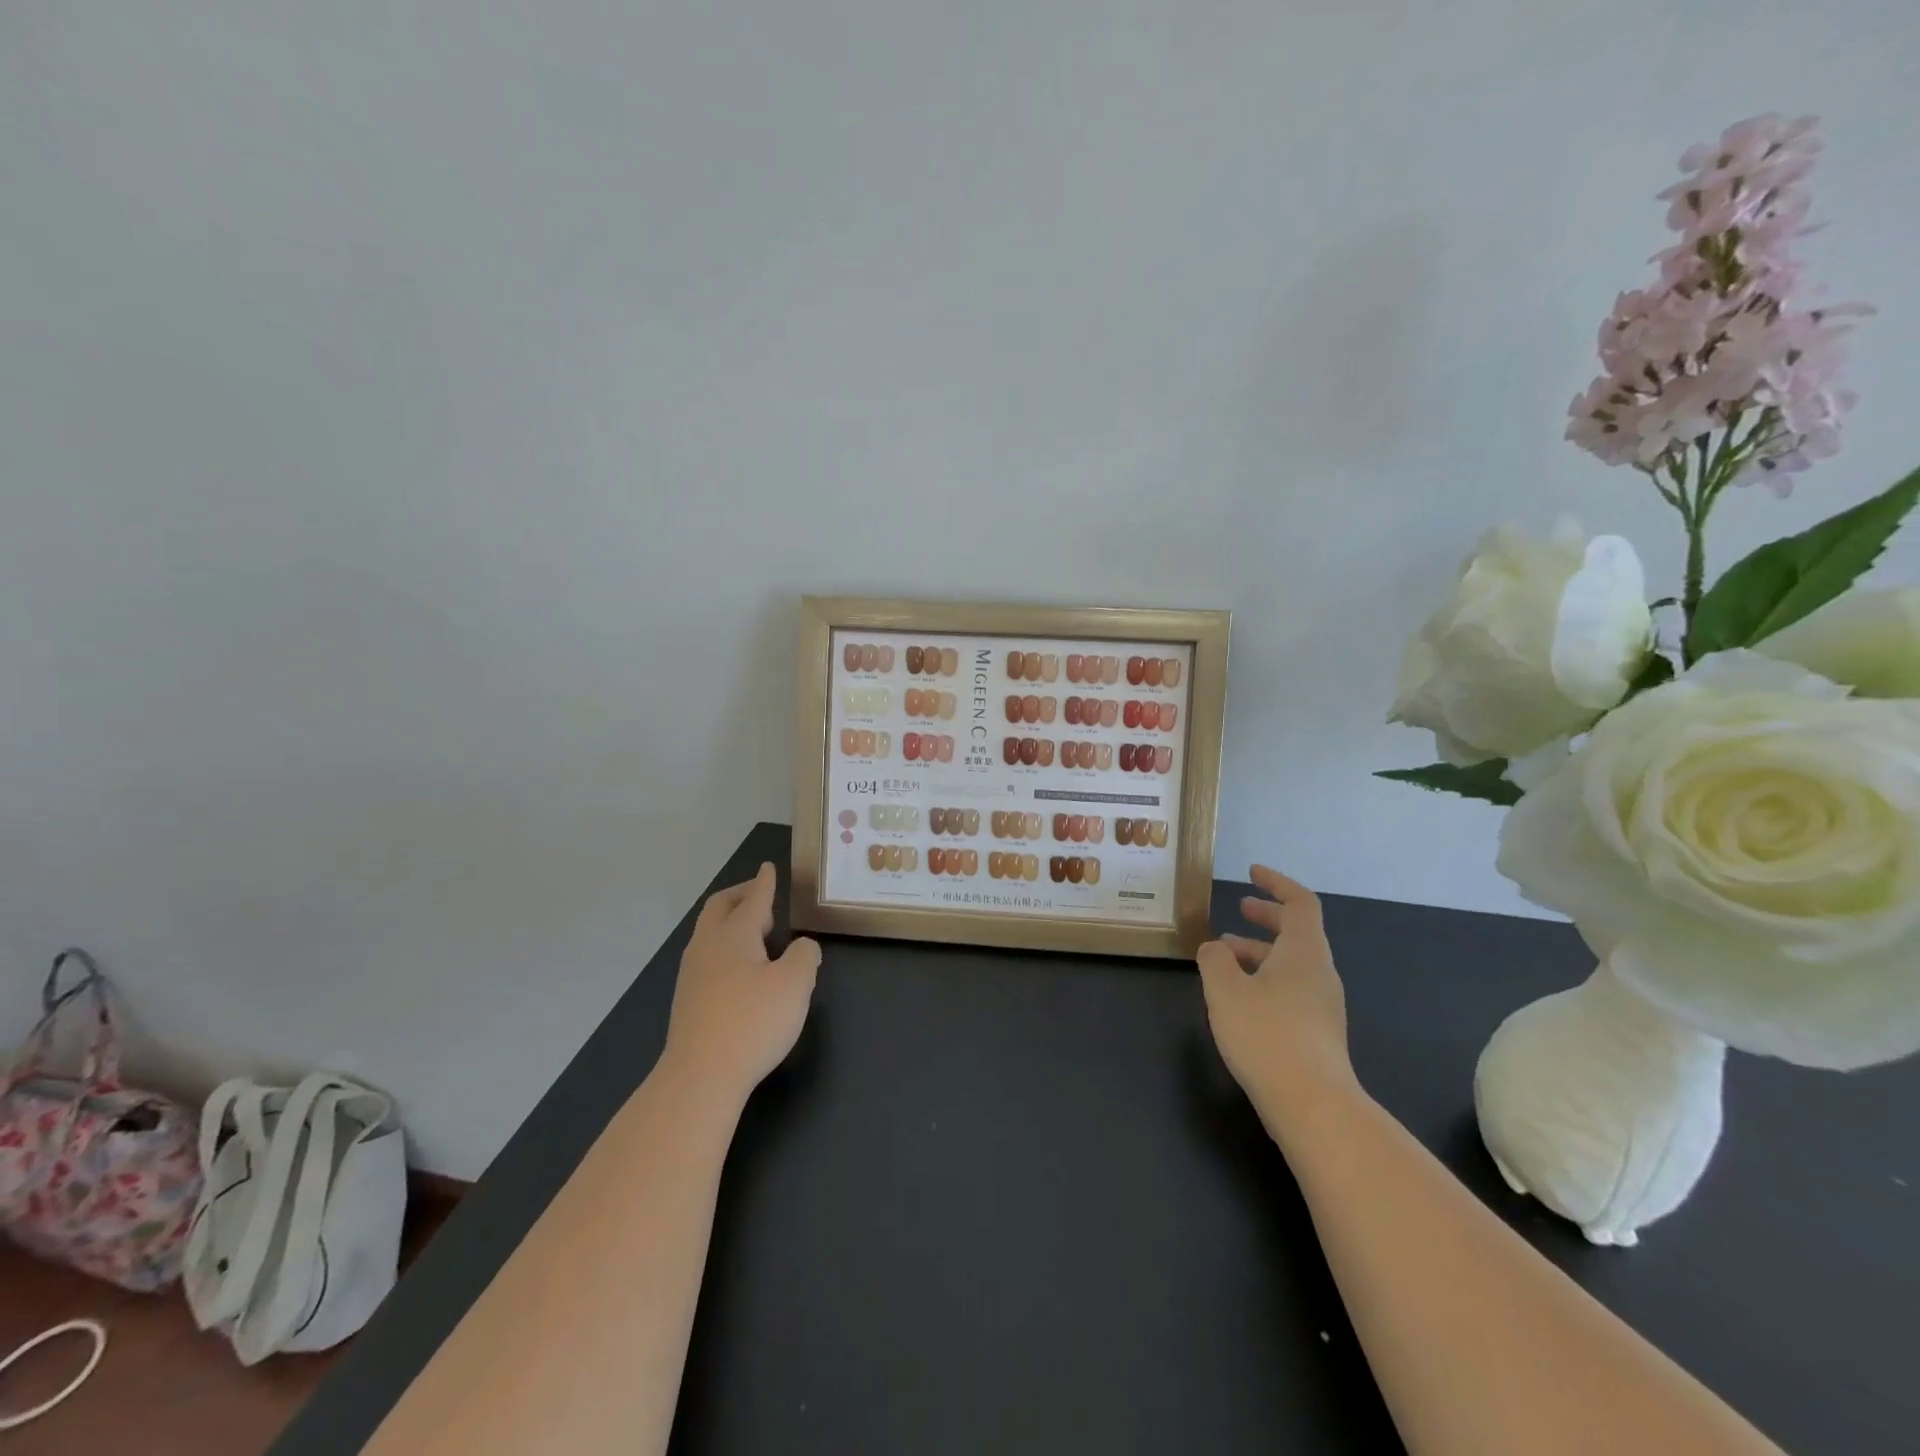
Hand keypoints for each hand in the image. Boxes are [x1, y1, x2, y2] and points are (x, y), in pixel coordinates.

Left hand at [662, 862, 819, 1105]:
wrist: (700, 1076)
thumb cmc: (752, 1022)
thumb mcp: (795, 984)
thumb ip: (805, 956)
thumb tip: (802, 947)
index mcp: (734, 934)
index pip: (754, 898)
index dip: (765, 882)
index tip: (769, 867)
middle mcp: (708, 946)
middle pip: (720, 908)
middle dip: (742, 896)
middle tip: (762, 896)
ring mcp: (692, 973)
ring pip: (710, 933)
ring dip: (732, 922)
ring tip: (758, 932)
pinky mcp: (688, 1000)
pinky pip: (708, 956)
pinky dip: (727, 947)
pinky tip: (742, 968)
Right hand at [1197, 865, 1356, 1130]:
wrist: (1314, 1106)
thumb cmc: (1267, 1036)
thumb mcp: (1225, 990)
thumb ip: (1215, 959)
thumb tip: (1215, 947)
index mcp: (1303, 953)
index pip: (1300, 903)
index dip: (1276, 883)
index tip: (1253, 873)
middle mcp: (1319, 973)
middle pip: (1298, 932)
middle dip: (1268, 916)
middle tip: (1240, 908)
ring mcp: (1322, 1005)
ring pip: (1292, 963)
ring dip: (1260, 950)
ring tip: (1224, 955)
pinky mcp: (1317, 1033)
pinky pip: (1291, 988)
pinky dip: (1265, 977)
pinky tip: (1239, 997)